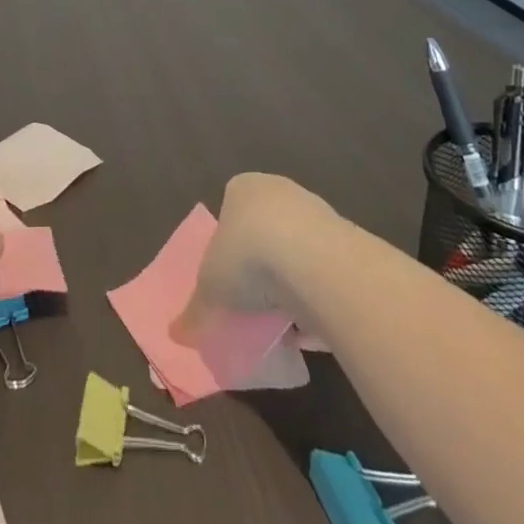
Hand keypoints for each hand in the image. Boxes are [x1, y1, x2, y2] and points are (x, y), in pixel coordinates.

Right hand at [172, 173, 338, 343]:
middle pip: (266, 231)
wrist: (312, 261)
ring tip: (282, 323)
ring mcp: (317, 213)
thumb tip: (176, 334)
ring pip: (298, 253)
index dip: (227, 247)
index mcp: (242, 189)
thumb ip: (194, 310)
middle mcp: (280, 191)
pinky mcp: (347, 241)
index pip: (230, 212)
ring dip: (292, 284)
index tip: (227, 279)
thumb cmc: (247, 257)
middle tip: (253, 302)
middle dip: (262, 265)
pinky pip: (325, 275)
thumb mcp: (209, 289)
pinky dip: (318, 299)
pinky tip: (311, 329)